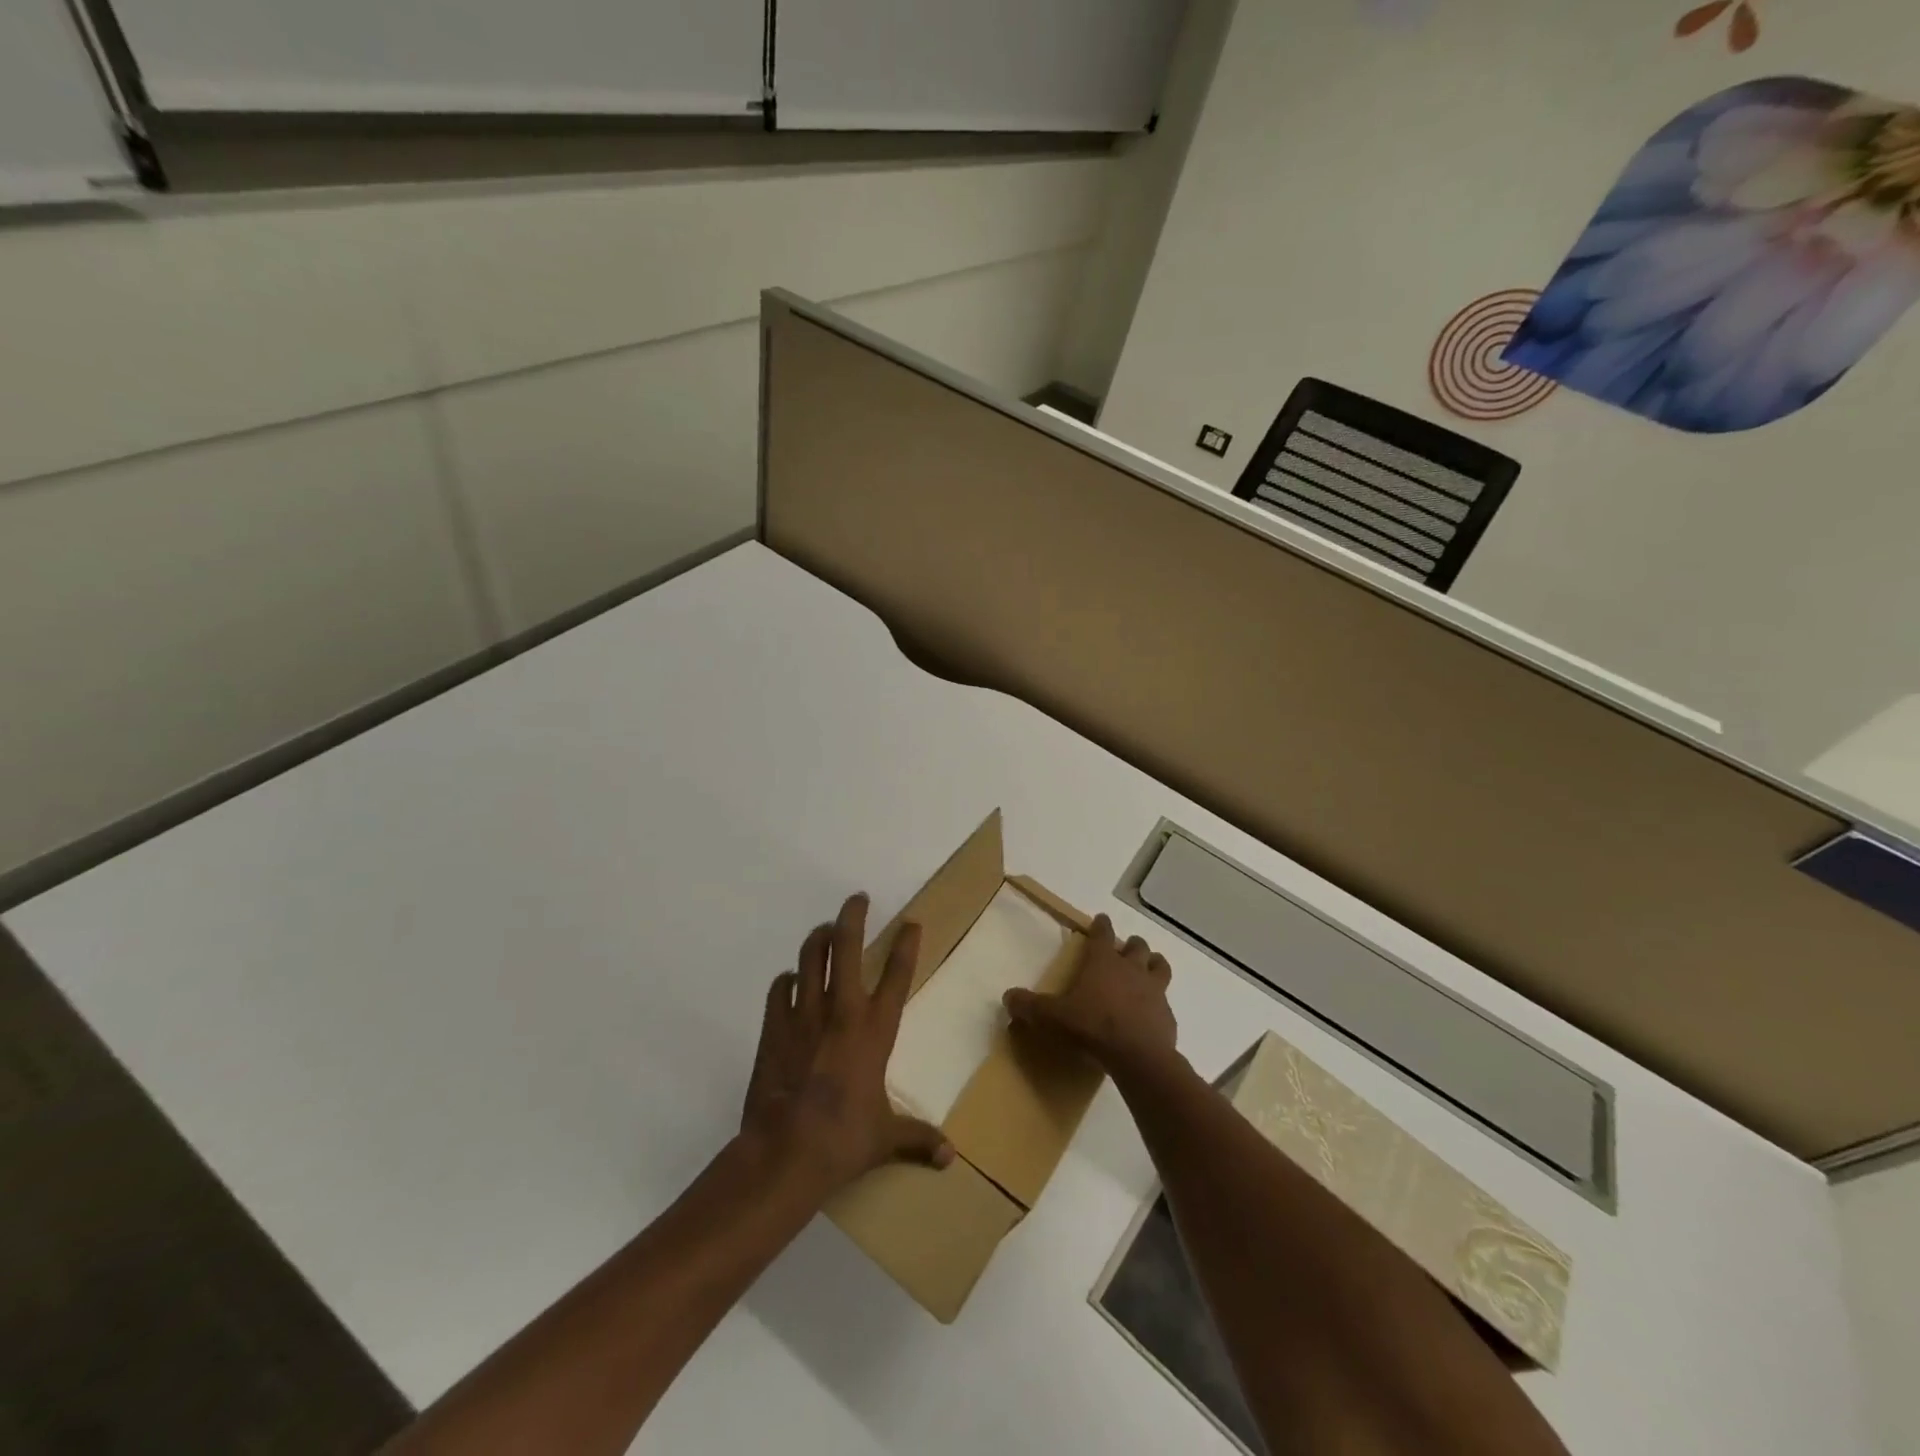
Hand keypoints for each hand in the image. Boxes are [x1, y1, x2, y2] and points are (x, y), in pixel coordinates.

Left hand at [741, 893, 954, 1196]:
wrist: (783, 1153)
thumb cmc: (843, 1140)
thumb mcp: (886, 1139)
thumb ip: (917, 1139)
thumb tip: (949, 1158)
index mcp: (874, 1030)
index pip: (897, 976)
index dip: (906, 945)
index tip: (911, 923)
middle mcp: (840, 1011)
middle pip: (845, 946)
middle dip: (852, 915)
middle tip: (857, 899)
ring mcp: (803, 1015)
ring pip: (809, 958)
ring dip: (818, 938)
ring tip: (825, 929)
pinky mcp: (773, 1028)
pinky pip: (779, 990)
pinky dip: (786, 981)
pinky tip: (790, 980)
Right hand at [1003, 914, 1175, 1074]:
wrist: (1137, 1056)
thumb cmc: (1091, 1026)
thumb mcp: (1052, 1017)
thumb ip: (1029, 1006)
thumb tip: (1008, 997)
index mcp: (1103, 961)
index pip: (1103, 933)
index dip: (1101, 925)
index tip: (1102, 920)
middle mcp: (1131, 968)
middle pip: (1137, 945)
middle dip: (1130, 944)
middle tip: (1123, 951)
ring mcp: (1154, 990)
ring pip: (1159, 965)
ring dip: (1153, 964)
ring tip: (1147, 970)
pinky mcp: (1167, 1014)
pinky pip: (1165, 1001)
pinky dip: (1158, 1003)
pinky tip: (1150, 1015)